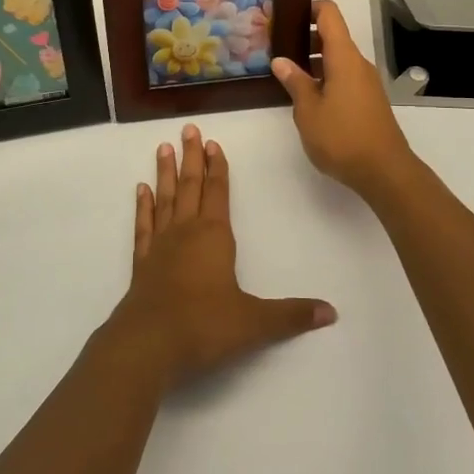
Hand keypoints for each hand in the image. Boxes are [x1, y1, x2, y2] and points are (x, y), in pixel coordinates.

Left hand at [110, 124, 336, 386]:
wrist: (148, 343)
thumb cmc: (204, 325)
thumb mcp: (254, 322)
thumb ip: (292, 315)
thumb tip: (331, 313)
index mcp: (214, 236)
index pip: (218, 192)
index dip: (218, 167)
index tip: (213, 143)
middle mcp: (186, 232)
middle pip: (191, 186)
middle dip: (191, 158)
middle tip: (188, 129)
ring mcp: (160, 246)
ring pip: (165, 199)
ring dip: (165, 173)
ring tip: (163, 147)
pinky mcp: (142, 263)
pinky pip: (144, 226)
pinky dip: (144, 207)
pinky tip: (141, 191)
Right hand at [271, 0, 415, 198]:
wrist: (384, 171)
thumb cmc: (342, 137)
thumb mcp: (308, 111)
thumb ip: (295, 82)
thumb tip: (281, 61)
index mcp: (344, 58)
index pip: (329, 15)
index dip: (309, 8)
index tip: (285, 15)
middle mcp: (358, 64)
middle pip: (333, 36)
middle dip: (305, 37)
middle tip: (276, 48)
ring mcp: (366, 82)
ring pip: (338, 59)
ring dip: (313, 61)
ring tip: (286, 74)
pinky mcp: (368, 100)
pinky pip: (344, 77)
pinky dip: (325, 77)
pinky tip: (307, 97)